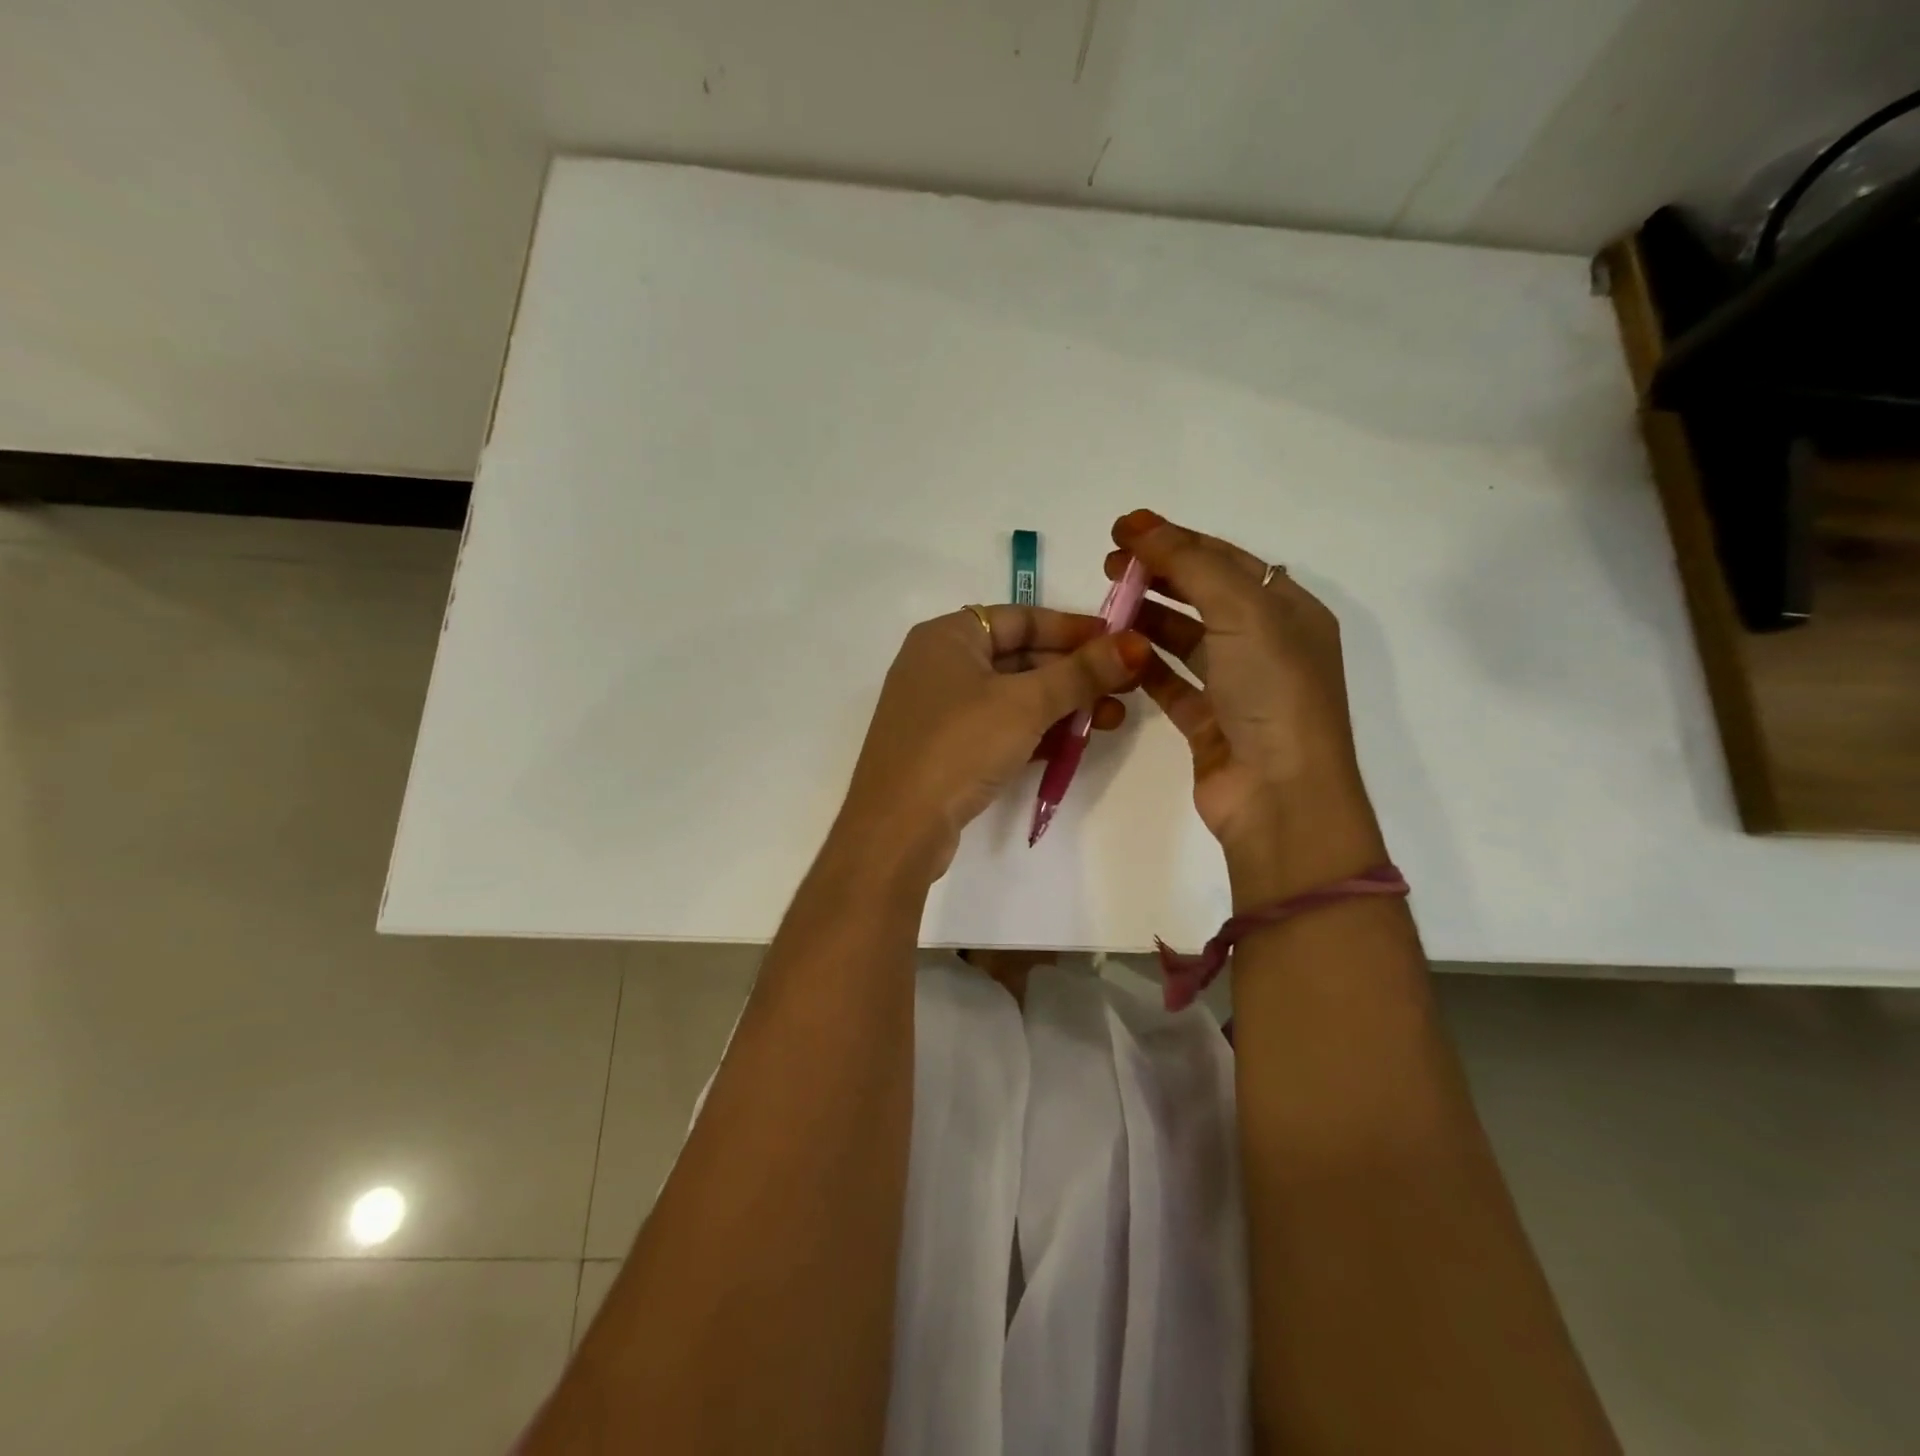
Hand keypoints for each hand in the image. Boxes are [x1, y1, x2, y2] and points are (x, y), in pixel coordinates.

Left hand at [836, 605, 1152, 879]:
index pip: (1021, 618)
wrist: (898, 827)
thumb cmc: (959, 745)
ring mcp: (939, 711)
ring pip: (1012, 697)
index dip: (1073, 629)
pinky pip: (999, 729)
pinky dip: (1035, 732)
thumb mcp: (1026, 704)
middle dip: (1074, 674)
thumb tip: (1135, 644)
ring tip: (1111, 720)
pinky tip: (1073, 744)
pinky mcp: (944, 750)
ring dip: (1061, 706)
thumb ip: (1081, 673)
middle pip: (1019, 658)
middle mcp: (939, 665)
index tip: (1119, 643)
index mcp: (947, 636)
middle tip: (1125, 688)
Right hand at [1108, 509, 1385, 901]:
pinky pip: (1171, 683)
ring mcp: (1238, 686)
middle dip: (1157, 575)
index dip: (1175, 540)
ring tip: (1104, 607)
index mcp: (1289, 610)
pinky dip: (1144, 666)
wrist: (1280, 795)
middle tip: (1107, 566)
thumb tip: (1140, 523)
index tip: (1122, 531)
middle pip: (1203, 595)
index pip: (1225, 560)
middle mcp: (1267, 644)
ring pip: (1185, 639)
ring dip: (1147, 619)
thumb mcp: (1241, 612)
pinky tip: (1115, 652)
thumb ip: (1190, 563)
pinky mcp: (1210, 722)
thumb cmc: (1272, 692)